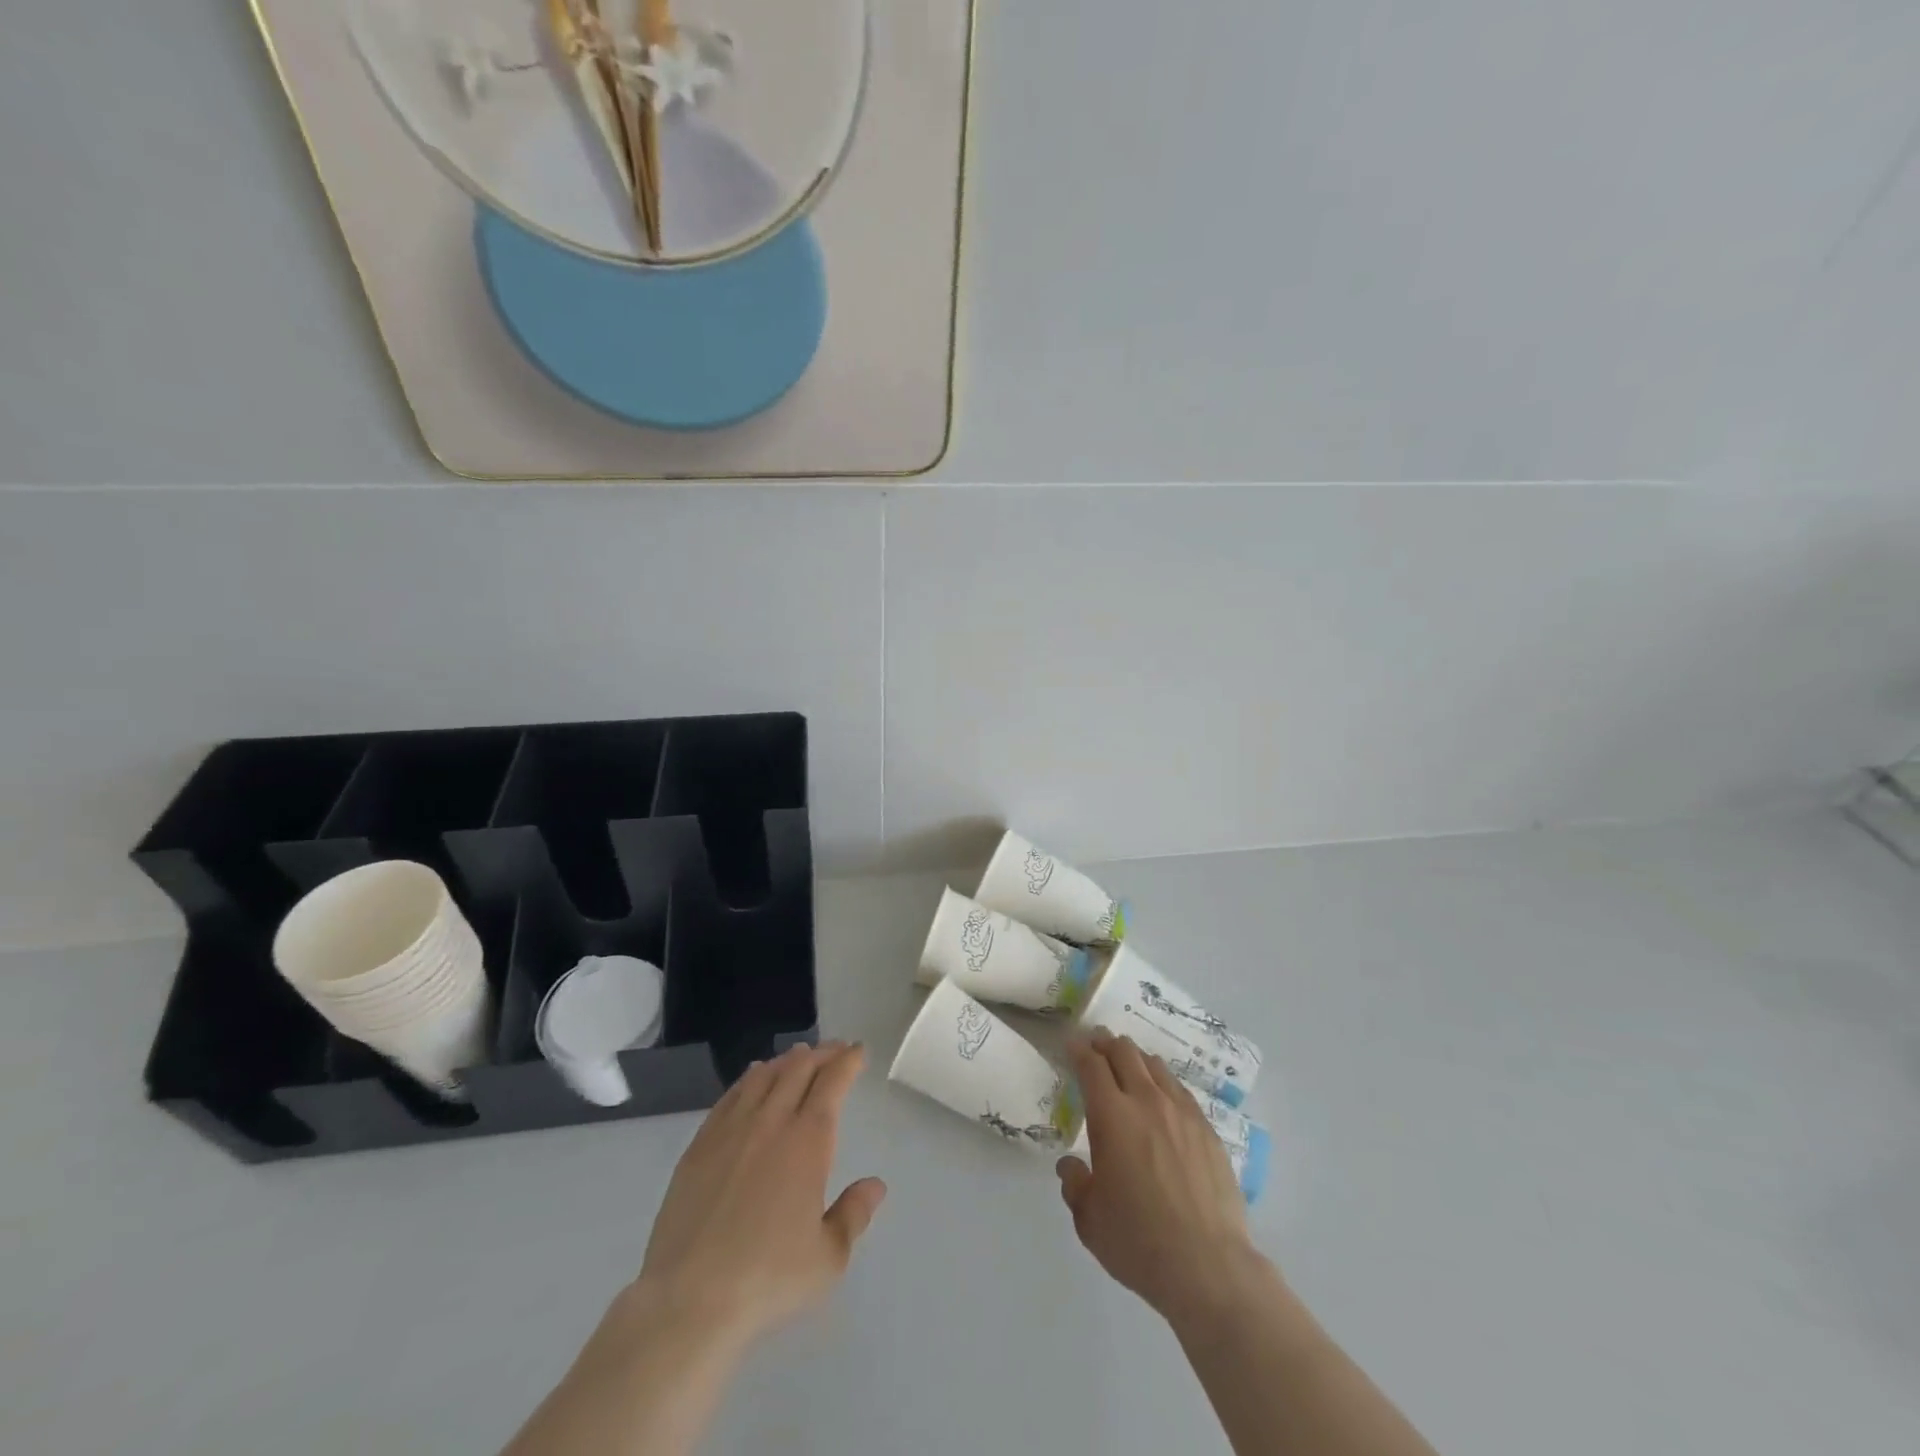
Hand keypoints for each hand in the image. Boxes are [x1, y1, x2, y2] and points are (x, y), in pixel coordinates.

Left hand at [632, 1040, 887, 1349]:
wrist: (690, 1298)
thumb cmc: (768, 1278)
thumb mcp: (827, 1257)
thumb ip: (854, 1214)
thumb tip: (875, 1185)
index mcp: (808, 1141)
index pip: (832, 1082)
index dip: (847, 1061)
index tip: (858, 1051)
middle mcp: (771, 1122)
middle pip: (799, 1069)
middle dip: (822, 1053)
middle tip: (835, 1049)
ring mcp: (731, 1130)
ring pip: (763, 1076)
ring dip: (786, 1061)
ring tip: (798, 1056)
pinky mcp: (699, 1146)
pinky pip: (730, 1096)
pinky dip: (749, 1079)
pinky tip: (753, 1079)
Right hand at [1057, 1029, 1263, 1323]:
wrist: (1209, 1267)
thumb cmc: (1139, 1243)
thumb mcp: (1089, 1220)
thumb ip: (1075, 1184)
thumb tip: (1071, 1166)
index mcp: (1112, 1116)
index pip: (1091, 1065)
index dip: (1078, 1049)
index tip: (1071, 1043)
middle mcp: (1147, 1102)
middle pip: (1125, 1052)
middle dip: (1106, 1044)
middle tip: (1096, 1047)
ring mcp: (1182, 1113)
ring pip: (1155, 1065)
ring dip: (1136, 1060)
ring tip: (1128, 1068)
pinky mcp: (1208, 1129)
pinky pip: (1180, 1090)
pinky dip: (1163, 1083)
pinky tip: (1162, 1098)